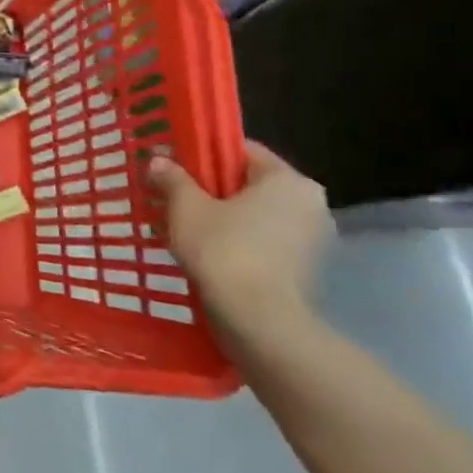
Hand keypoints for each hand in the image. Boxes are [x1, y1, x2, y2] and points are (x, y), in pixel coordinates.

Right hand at [149, 141, 332, 343]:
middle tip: (173, 197)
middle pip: (249, 183)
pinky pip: (264, 240)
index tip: (174, 167)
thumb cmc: (223, 250)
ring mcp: (313, 239)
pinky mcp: (305, 269)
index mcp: (289, 180)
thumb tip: (159, 160)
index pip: (242, 151)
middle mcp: (310, 204)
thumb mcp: (186, 207)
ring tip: (183, 227)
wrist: (258, 321)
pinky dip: (237, 240)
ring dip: (222, 216)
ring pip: (256, 214)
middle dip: (210, 189)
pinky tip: (205, 251)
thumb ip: (173, 178)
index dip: (203, 155)